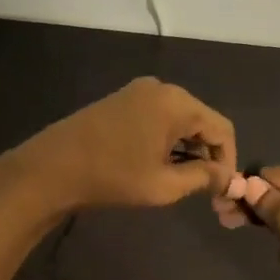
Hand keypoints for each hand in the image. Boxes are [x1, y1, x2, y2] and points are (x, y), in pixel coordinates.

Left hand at [1, 78, 238, 213]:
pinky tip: (158, 164)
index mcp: (176, 103)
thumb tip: (225, 177)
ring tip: (182, 181)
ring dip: (187, 149)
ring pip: (180, 120)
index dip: (228, 161)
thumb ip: (202, 178)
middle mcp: (161, 88)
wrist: (51, 169)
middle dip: (208, 155)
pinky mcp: (121, 100)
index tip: (222, 190)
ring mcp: (138, 92)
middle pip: (202, 121)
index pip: (221, 129)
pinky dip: (167, 140)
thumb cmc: (112, 177)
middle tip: (205, 190)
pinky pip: (159, 117)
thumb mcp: (163, 185)